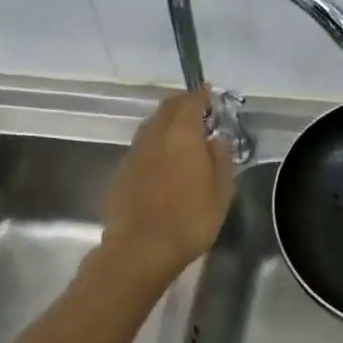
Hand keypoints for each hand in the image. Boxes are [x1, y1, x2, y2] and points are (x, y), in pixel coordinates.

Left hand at [99, 87, 234, 282]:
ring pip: (151, 126)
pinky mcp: (121, 172)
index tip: (209, 94)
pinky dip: (154, 144)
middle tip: (197, 110)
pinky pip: (141, 147)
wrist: (141, 248)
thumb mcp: (221, 191)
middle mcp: (154, 136)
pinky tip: (162, 160)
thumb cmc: (190, 219)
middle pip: (166, 109)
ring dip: (166, 123)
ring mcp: (134, 153)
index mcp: (182, 134)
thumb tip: (216, 138)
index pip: (190, 102)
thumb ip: (220, 158)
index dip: (201, 95)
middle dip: (182, 104)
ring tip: (180, 134)